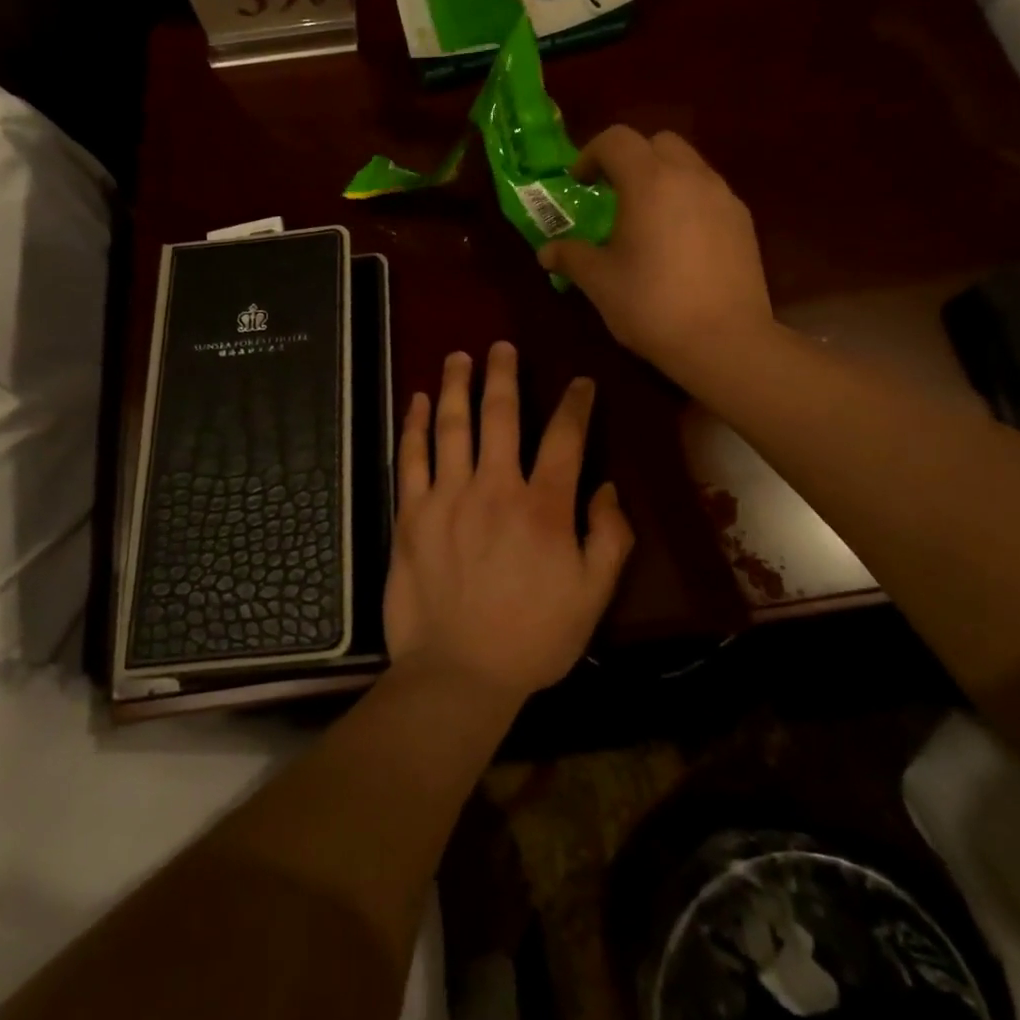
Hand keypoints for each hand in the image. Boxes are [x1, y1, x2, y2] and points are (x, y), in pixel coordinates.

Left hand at [384, 342, 633, 704]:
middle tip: (502, 346)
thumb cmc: (533, 637)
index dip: (575, 404)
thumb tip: (607, 487)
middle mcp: (495, 488)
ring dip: (455, 386)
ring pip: (451, 426)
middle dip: (503, 374)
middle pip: (500, 415)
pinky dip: (414, 426)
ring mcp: (447, 498)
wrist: (458, 674)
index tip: (580, 382)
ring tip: (458, 356)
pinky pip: (411, 458)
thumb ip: (609, 536)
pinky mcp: (410, 515)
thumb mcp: (593, 595)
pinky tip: (416, 401)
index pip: (565, 438)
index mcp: (544, 507)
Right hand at [539, 126, 773, 380]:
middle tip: (612, 193)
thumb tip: (547, 252)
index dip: (591, 154)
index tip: (579, 183)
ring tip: (646, 219)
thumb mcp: (599, 282)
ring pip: (688, 165)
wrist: (724, 340)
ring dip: (662, 178)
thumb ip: (571, 257)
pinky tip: (678, 242)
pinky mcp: (743, 222)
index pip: (616, 140)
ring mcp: (723, 197)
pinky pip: (709, 193)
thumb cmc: (651, 305)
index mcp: (649, 182)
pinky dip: (687, 200)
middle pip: (658, 143)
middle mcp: (690, 177)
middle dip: (630, 159)